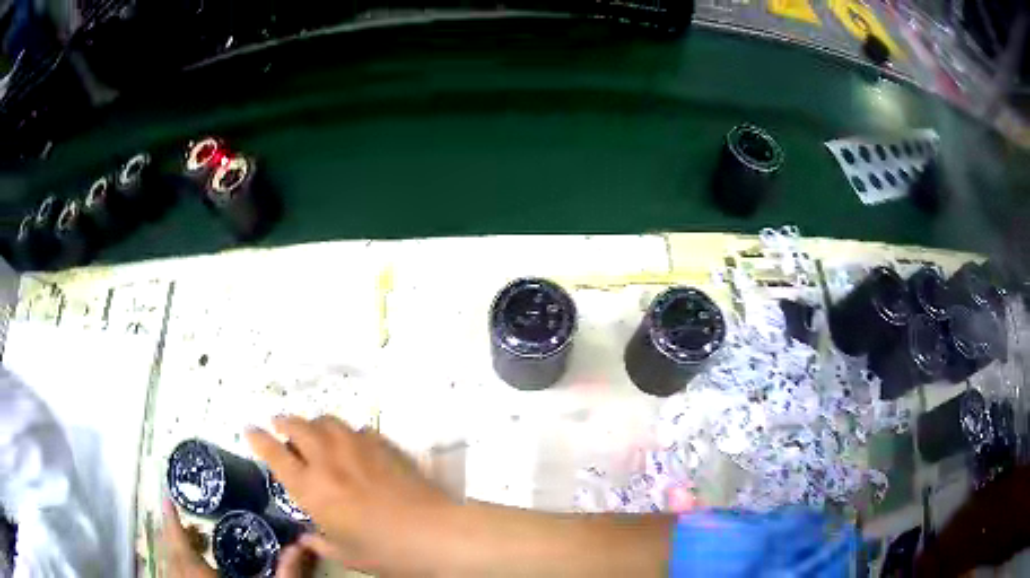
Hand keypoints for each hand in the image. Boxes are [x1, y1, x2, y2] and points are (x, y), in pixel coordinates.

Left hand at [161, 497, 313, 577]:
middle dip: (173, 532)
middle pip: (169, 550)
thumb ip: (286, 572)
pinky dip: (178, 566)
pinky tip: (194, 569)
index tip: (166, 496)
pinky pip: (173, 576)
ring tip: (195, 542)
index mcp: (199, 574)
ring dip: (175, 549)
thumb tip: (305, 543)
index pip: (178, 541)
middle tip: (186, 519)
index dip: (171, 519)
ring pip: (169, 564)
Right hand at [246, 415, 457, 574]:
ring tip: (313, 432)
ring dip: (314, 423)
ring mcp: (357, 448)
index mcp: (311, 488)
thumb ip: (320, 543)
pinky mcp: (384, 445)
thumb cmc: (384, 551)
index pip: (274, 454)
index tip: (249, 430)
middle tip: (279, 425)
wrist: (433, 532)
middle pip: (297, 426)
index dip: (258, 438)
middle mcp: (328, 460)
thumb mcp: (346, 554)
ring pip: (326, 421)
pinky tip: (352, 443)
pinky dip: (347, 433)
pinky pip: (358, 429)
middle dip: (283, 422)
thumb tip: (306, 540)